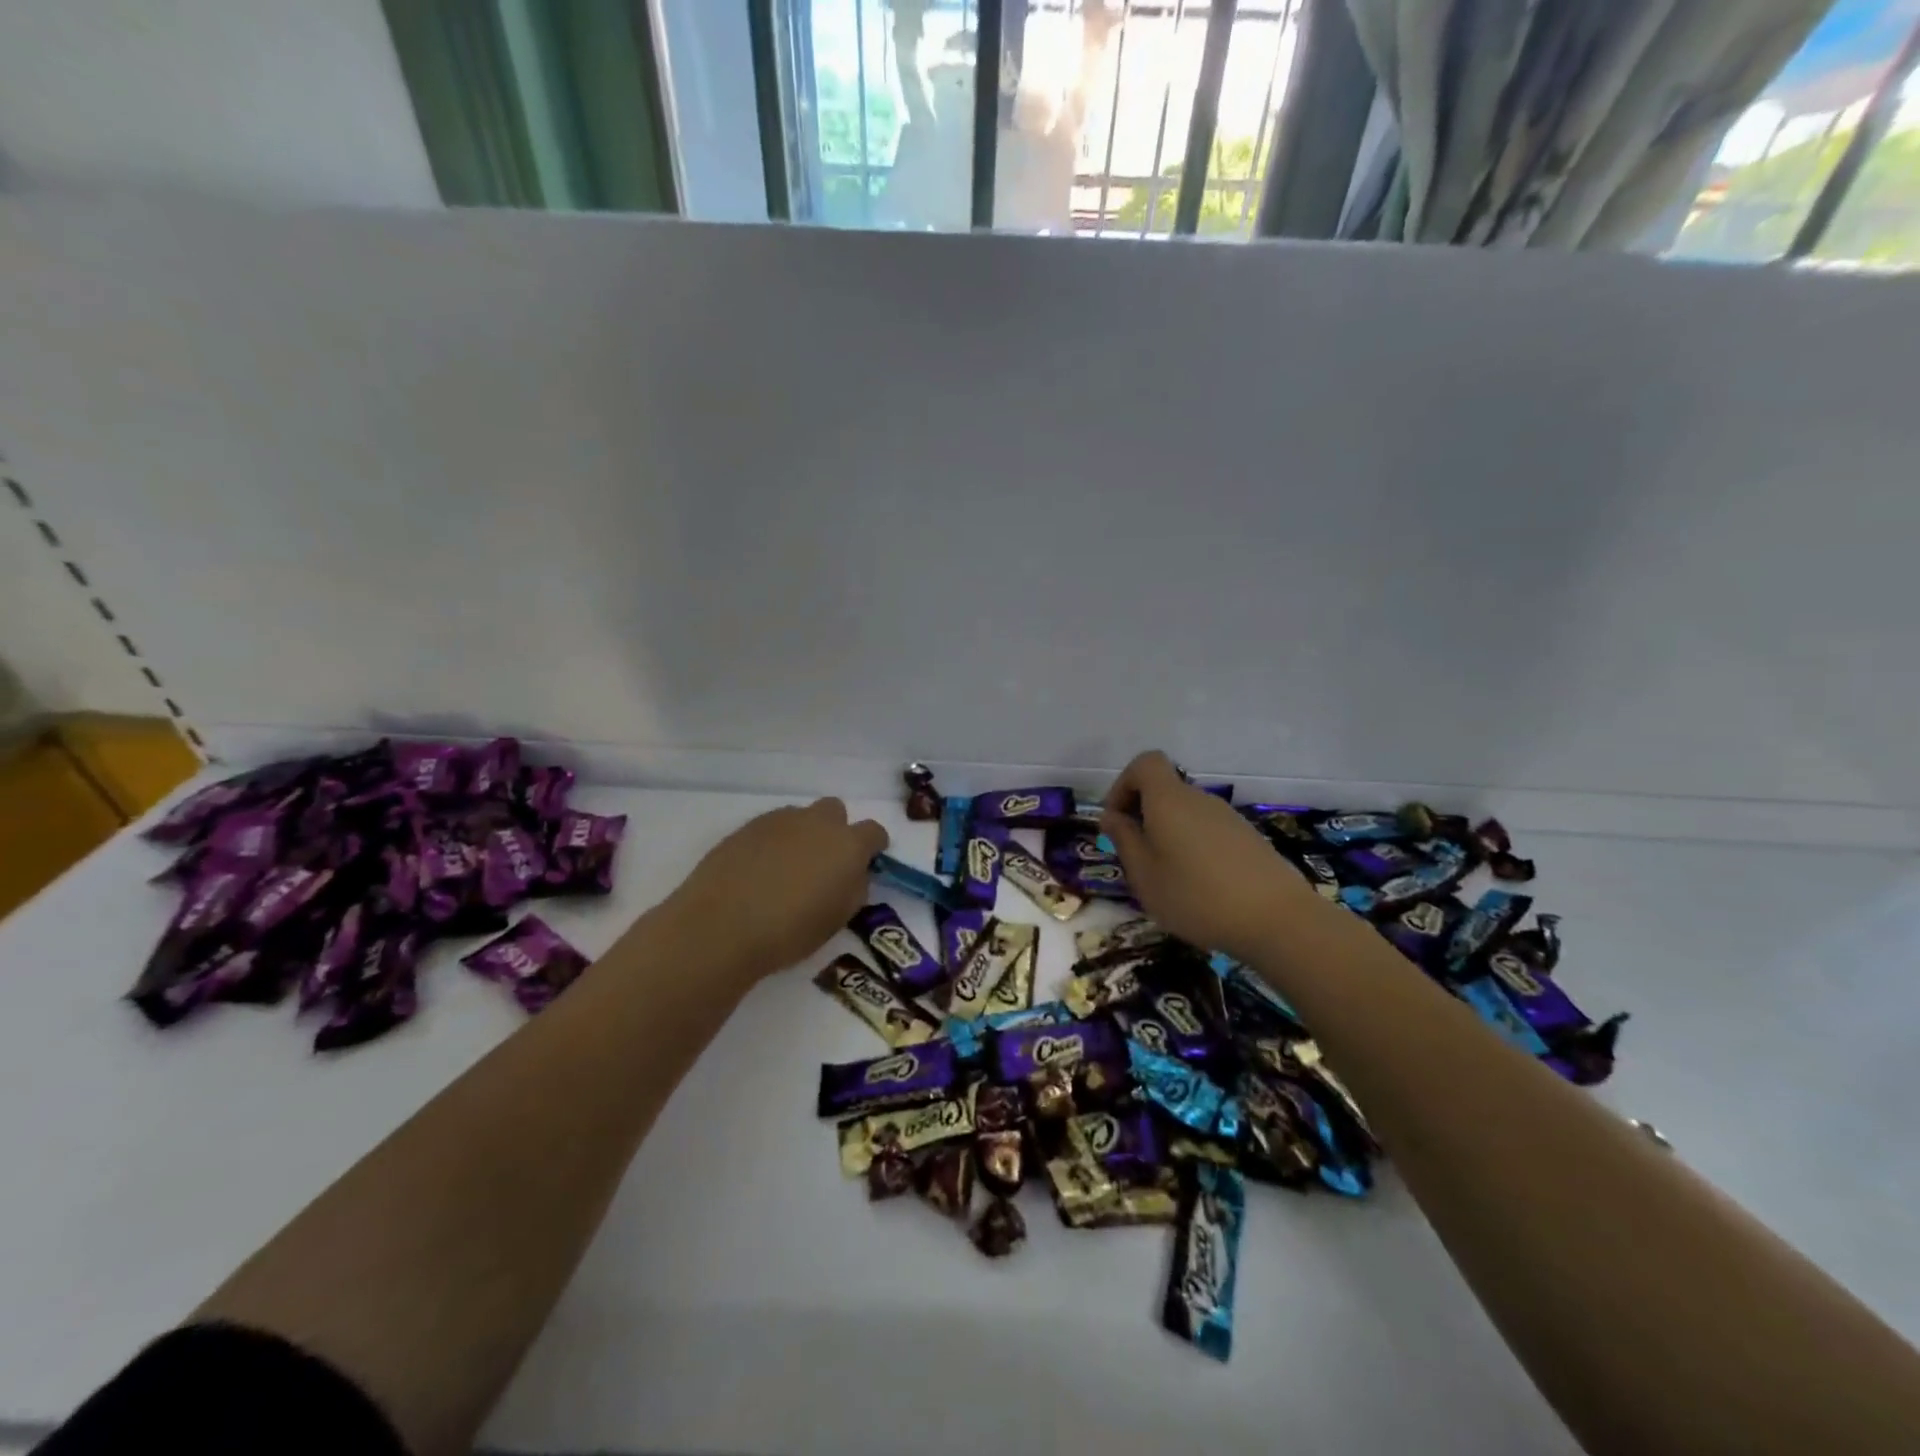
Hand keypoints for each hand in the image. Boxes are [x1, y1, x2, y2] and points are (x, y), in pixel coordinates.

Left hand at [668, 798, 888, 978]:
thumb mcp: (838, 918)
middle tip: (823, 864)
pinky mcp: (747, 826)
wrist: (721, 926)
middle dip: (835, 831)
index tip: (864, 865)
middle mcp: (817, 822)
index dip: (873, 848)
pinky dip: (773, 843)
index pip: (874, 832)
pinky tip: (759, 871)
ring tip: (786, 870)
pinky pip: (771, 827)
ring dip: (802, 835)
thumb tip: (852, 873)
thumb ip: (853, 888)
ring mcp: (780, 820)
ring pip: (801, 817)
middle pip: (836, 811)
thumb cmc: (790, 931)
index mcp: (848, 845)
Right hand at [1101, 751, 1311, 963]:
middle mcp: (1199, 799)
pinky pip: (1208, 831)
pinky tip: (1200, 888)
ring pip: (1186, 813)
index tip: (1117, 821)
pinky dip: (1193, 848)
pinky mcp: (1248, 838)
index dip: (1124, 785)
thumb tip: (1111, 815)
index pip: (1145, 763)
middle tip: (1137, 859)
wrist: (1278, 920)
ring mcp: (1228, 818)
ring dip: (1168, 835)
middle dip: (1143, 816)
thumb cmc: (1196, 896)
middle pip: (1164, 790)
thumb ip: (1124, 840)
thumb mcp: (1144, 875)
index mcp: (1169, 800)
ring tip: (1167, 879)